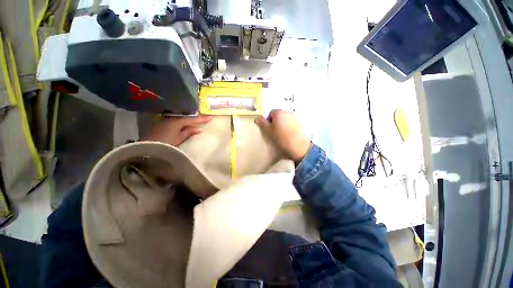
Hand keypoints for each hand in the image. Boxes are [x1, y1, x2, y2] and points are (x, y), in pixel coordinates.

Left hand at [143, 115, 211, 145]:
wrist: (146, 148)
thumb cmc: (164, 144)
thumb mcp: (178, 139)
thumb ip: (188, 133)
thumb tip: (198, 128)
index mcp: (176, 122)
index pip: (191, 119)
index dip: (201, 119)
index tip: (210, 118)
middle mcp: (171, 119)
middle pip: (186, 118)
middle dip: (196, 118)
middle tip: (205, 119)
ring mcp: (165, 121)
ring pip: (181, 119)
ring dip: (189, 121)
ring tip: (197, 122)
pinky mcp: (162, 125)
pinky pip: (176, 122)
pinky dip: (183, 123)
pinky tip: (186, 125)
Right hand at [255, 110, 310, 162]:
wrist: (299, 147)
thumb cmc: (281, 138)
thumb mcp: (269, 131)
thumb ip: (262, 123)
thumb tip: (257, 118)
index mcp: (279, 112)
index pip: (270, 113)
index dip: (268, 121)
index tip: (269, 129)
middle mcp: (288, 111)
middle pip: (278, 115)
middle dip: (276, 121)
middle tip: (275, 132)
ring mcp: (295, 116)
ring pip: (285, 118)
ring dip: (282, 123)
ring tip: (283, 134)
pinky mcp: (301, 122)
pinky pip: (292, 122)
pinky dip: (289, 126)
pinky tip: (290, 134)